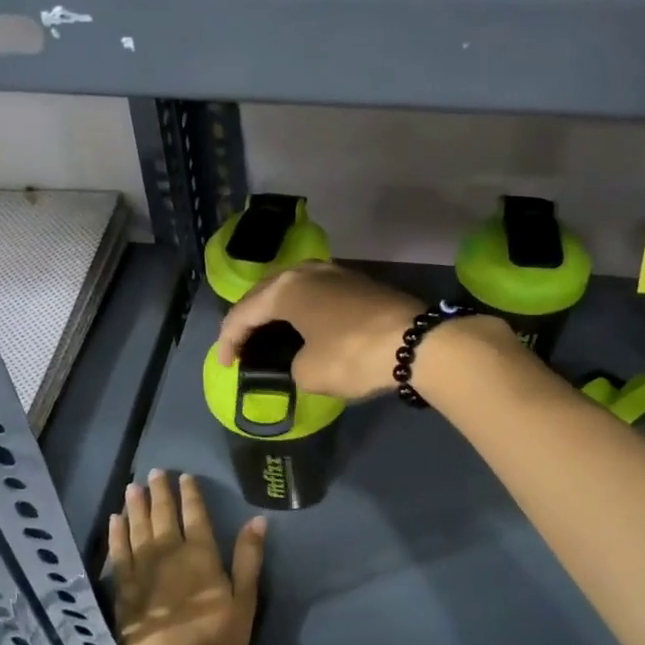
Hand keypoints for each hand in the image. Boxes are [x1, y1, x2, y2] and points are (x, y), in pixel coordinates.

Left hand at [109, 471, 264, 644]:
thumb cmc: (215, 641)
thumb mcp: (244, 602)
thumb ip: (248, 559)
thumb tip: (257, 519)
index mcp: (202, 555)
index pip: (196, 515)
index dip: (190, 494)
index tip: (184, 476)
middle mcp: (170, 554)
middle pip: (163, 516)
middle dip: (160, 493)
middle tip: (155, 472)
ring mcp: (143, 570)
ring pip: (138, 528)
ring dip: (136, 506)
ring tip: (132, 487)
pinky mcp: (125, 589)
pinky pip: (119, 553)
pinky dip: (117, 534)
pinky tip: (115, 521)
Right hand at [216, 264, 426, 400]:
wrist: (418, 343)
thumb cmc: (352, 354)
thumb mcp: (309, 373)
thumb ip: (291, 366)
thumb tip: (302, 360)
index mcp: (285, 288)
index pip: (243, 313)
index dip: (229, 341)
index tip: (226, 366)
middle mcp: (306, 271)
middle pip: (265, 294)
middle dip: (249, 321)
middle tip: (241, 347)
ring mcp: (335, 273)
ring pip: (292, 289)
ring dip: (276, 312)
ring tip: (269, 335)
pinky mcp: (358, 283)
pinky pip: (316, 294)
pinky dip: (302, 310)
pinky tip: (303, 327)